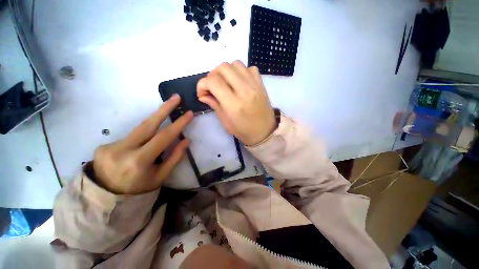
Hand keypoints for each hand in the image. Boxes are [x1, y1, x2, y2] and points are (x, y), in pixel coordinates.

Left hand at [91, 94, 192, 193]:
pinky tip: (140, 146)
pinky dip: (140, 137)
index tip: (189, 113)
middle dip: (164, 109)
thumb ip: (174, 158)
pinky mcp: (103, 145)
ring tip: (165, 114)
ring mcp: (110, 146)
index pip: (163, 137)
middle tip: (176, 97)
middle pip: (147, 124)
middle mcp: (122, 151)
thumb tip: (186, 140)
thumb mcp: (161, 177)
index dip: (178, 124)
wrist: (105, 198)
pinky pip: (130, 137)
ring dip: (154, 122)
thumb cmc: (139, 189)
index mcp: (139, 162)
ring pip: (139, 129)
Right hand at [197, 61, 275, 145]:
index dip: (202, 84)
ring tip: (226, 83)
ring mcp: (255, 85)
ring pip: (235, 64)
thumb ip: (214, 104)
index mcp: (234, 104)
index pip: (213, 82)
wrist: (264, 131)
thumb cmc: (243, 130)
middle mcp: (244, 91)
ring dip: (226, 71)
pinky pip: (249, 68)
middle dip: (213, 75)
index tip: (202, 92)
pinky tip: (239, 82)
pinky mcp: (261, 83)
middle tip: (213, 86)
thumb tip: (203, 94)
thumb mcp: (225, 121)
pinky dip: (240, 71)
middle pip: (223, 67)